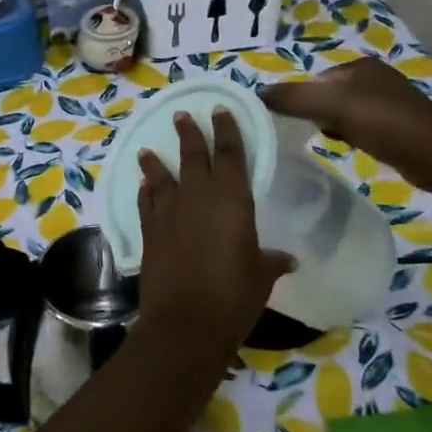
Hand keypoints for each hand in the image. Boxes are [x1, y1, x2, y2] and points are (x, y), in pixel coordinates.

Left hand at [136, 110, 294, 349]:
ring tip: (147, 148)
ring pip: (161, 176)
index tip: (220, 110)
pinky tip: (142, 186)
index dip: (226, 130)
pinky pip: (146, 202)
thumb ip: (272, 261)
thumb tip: (289, 259)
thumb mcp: (261, 276)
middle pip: (192, 155)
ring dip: (155, 161)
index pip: (230, 153)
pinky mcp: (149, 231)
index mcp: (231, 198)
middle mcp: (197, 196)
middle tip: (182, 115)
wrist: (185, 321)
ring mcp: (169, 212)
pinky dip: (144, 191)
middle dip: (189, 133)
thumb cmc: (233, 295)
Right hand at [260, 57, 431, 187]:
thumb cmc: (383, 123)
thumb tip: (257, 94)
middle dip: (314, 112)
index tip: (288, 120)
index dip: (299, 97)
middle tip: (303, 132)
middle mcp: (375, 78)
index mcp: (360, 65)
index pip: (315, 78)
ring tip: (325, 139)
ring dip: (330, 124)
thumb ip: (293, 98)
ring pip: (343, 111)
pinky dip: (348, 135)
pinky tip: (347, 146)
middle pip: (327, 94)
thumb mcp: (332, 106)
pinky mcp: (397, 126)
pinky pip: (359, 126)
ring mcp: (388, 102)